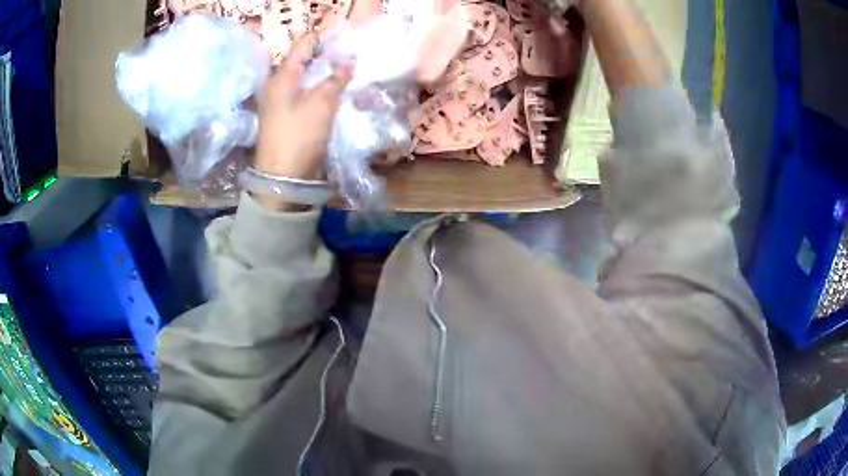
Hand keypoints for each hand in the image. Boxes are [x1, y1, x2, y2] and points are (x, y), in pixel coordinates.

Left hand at [254, 35, 352, 180]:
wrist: (283, 177)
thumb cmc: (300, 135)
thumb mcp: (322, 103)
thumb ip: (336, 79)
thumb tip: (348, 61)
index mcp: (282, 76)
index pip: (303, 45)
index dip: (323, 38)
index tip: (345, 39)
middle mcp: (277, 85)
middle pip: (304, 62)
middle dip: (326, 57)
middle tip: (350, 57)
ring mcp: (279, 103)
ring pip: (305, 79)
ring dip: (324, 76)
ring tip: (346, 74)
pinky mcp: (285, 118)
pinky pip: (304, 95)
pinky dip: (319, 91)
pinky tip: (334, 94)